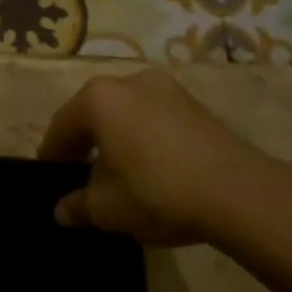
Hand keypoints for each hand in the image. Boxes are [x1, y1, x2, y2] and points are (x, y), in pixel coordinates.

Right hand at [37, 67, 291, 245]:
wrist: (242, 194)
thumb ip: (78, 205)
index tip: (49, 177)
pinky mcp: (196, 106)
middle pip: (94, 114)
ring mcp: (167, 89)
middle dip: (85, 144)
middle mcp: (129, 81)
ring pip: (126, 115)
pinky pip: (155, 119)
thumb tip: (62, 210)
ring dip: (117, 140)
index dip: (52, 155)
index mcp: (98, 98)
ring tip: (119, 175)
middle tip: (80, 176)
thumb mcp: (107, 208)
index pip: (62, 126)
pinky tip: (152, 170)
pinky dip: (145, 140)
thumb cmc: (158, 192)